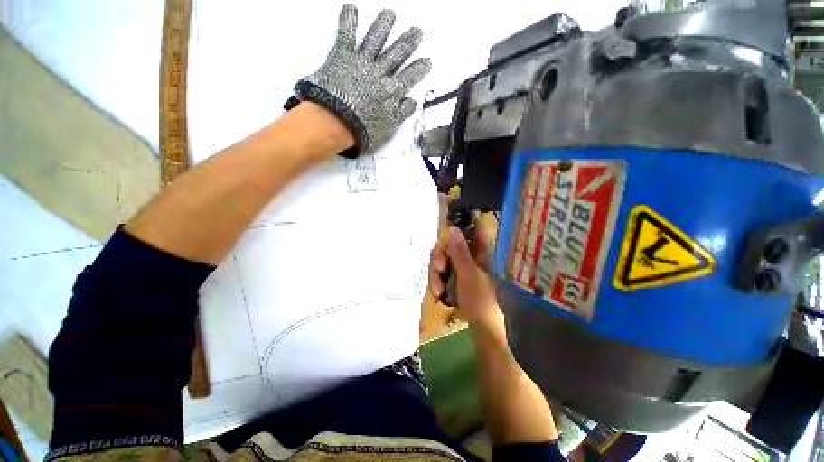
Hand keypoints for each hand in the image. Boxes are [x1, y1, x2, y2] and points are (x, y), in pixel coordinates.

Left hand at [295, 4, 430, 154]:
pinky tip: (351, 8)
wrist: (338, 123)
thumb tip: (412, 101)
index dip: (419, 69)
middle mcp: (380, 73)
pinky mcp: (343, 57)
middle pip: (397, 55)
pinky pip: (347, 35)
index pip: (409, 78)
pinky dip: (349, 21)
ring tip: (390, 14)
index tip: (427, 60)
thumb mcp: (388, 129)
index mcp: (392, 92)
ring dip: (384, 26)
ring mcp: (362, 63)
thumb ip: (401, 114)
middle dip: (408, 42)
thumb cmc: (363, 130)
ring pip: (376, 40)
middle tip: (417, 31)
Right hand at [429, 213, 501, 327]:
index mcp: (480, 252)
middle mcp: (470, 256)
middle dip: (440, 258)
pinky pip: (441, 273)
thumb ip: (459, 251)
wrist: (482, 328)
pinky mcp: (455, 278)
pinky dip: (438, 282)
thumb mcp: (467, 274)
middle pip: (449, 245)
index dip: (452, 233)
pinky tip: (439, 294)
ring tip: (438, 291)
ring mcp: (462, 268)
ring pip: (442, 260)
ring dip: (437, 274)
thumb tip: (452, 228)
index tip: (442, 246)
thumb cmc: (480, 300)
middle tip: (439, 270)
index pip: (466, 230)